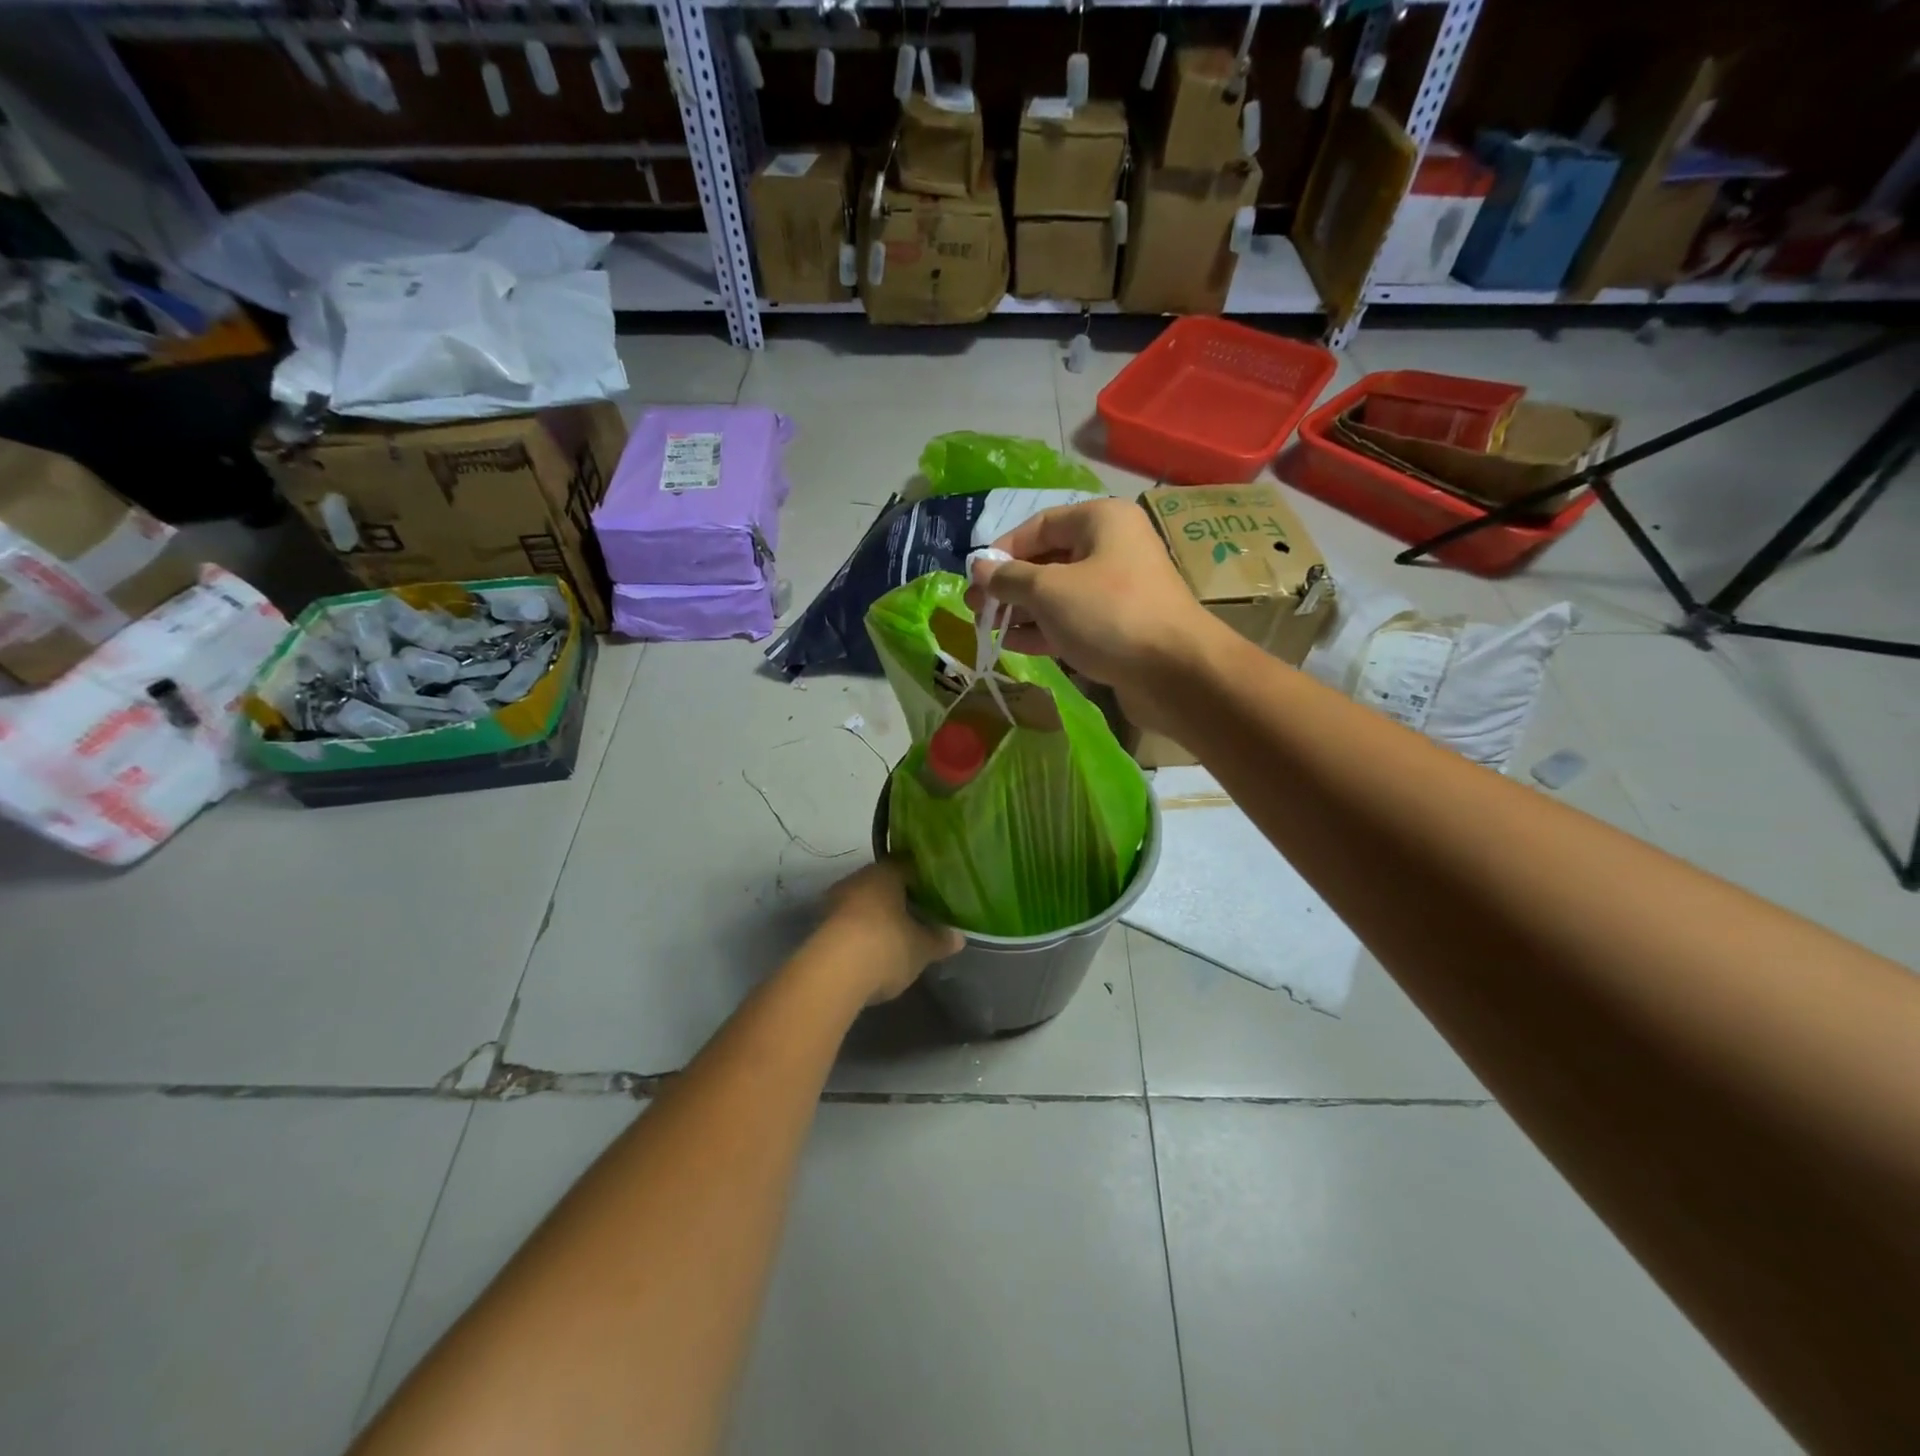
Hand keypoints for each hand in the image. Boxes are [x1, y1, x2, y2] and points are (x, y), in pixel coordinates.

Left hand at [819, 861, 964, 1004]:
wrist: (832, 974)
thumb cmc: (886, 946)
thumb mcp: (922, 948)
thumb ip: (940, 940)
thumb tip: (959, 937)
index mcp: (885, 874)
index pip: (906, 865)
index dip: (920, 878)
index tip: (933, 891)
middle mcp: (857, 880)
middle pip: (881, 884)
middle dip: (897, 898)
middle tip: (917, 913)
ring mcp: (834, 903)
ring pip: (862, 903)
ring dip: (876, 916)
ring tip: (896, 934)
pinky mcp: (820, 928)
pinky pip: (847, 924)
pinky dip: (859, 933)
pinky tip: (872, 950)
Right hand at [968, 498, 1217, 729]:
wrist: (1175, 672)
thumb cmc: (1108, 615)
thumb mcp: (1048, 590)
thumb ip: (1009, 578)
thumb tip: (978, 569)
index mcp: (1101, 521)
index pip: (1040, 524)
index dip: (1003, 549)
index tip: (975, 577)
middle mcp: (1113, 548)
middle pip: (1049, 561)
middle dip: (1010, 585)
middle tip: (975, 608)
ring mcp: (1119, 591)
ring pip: (1059, 595)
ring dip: (1023, 610)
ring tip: (987, 628)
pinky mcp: (1120, 628)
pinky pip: (1075, 621)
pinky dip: (1045, 630)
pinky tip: (1014, 644)